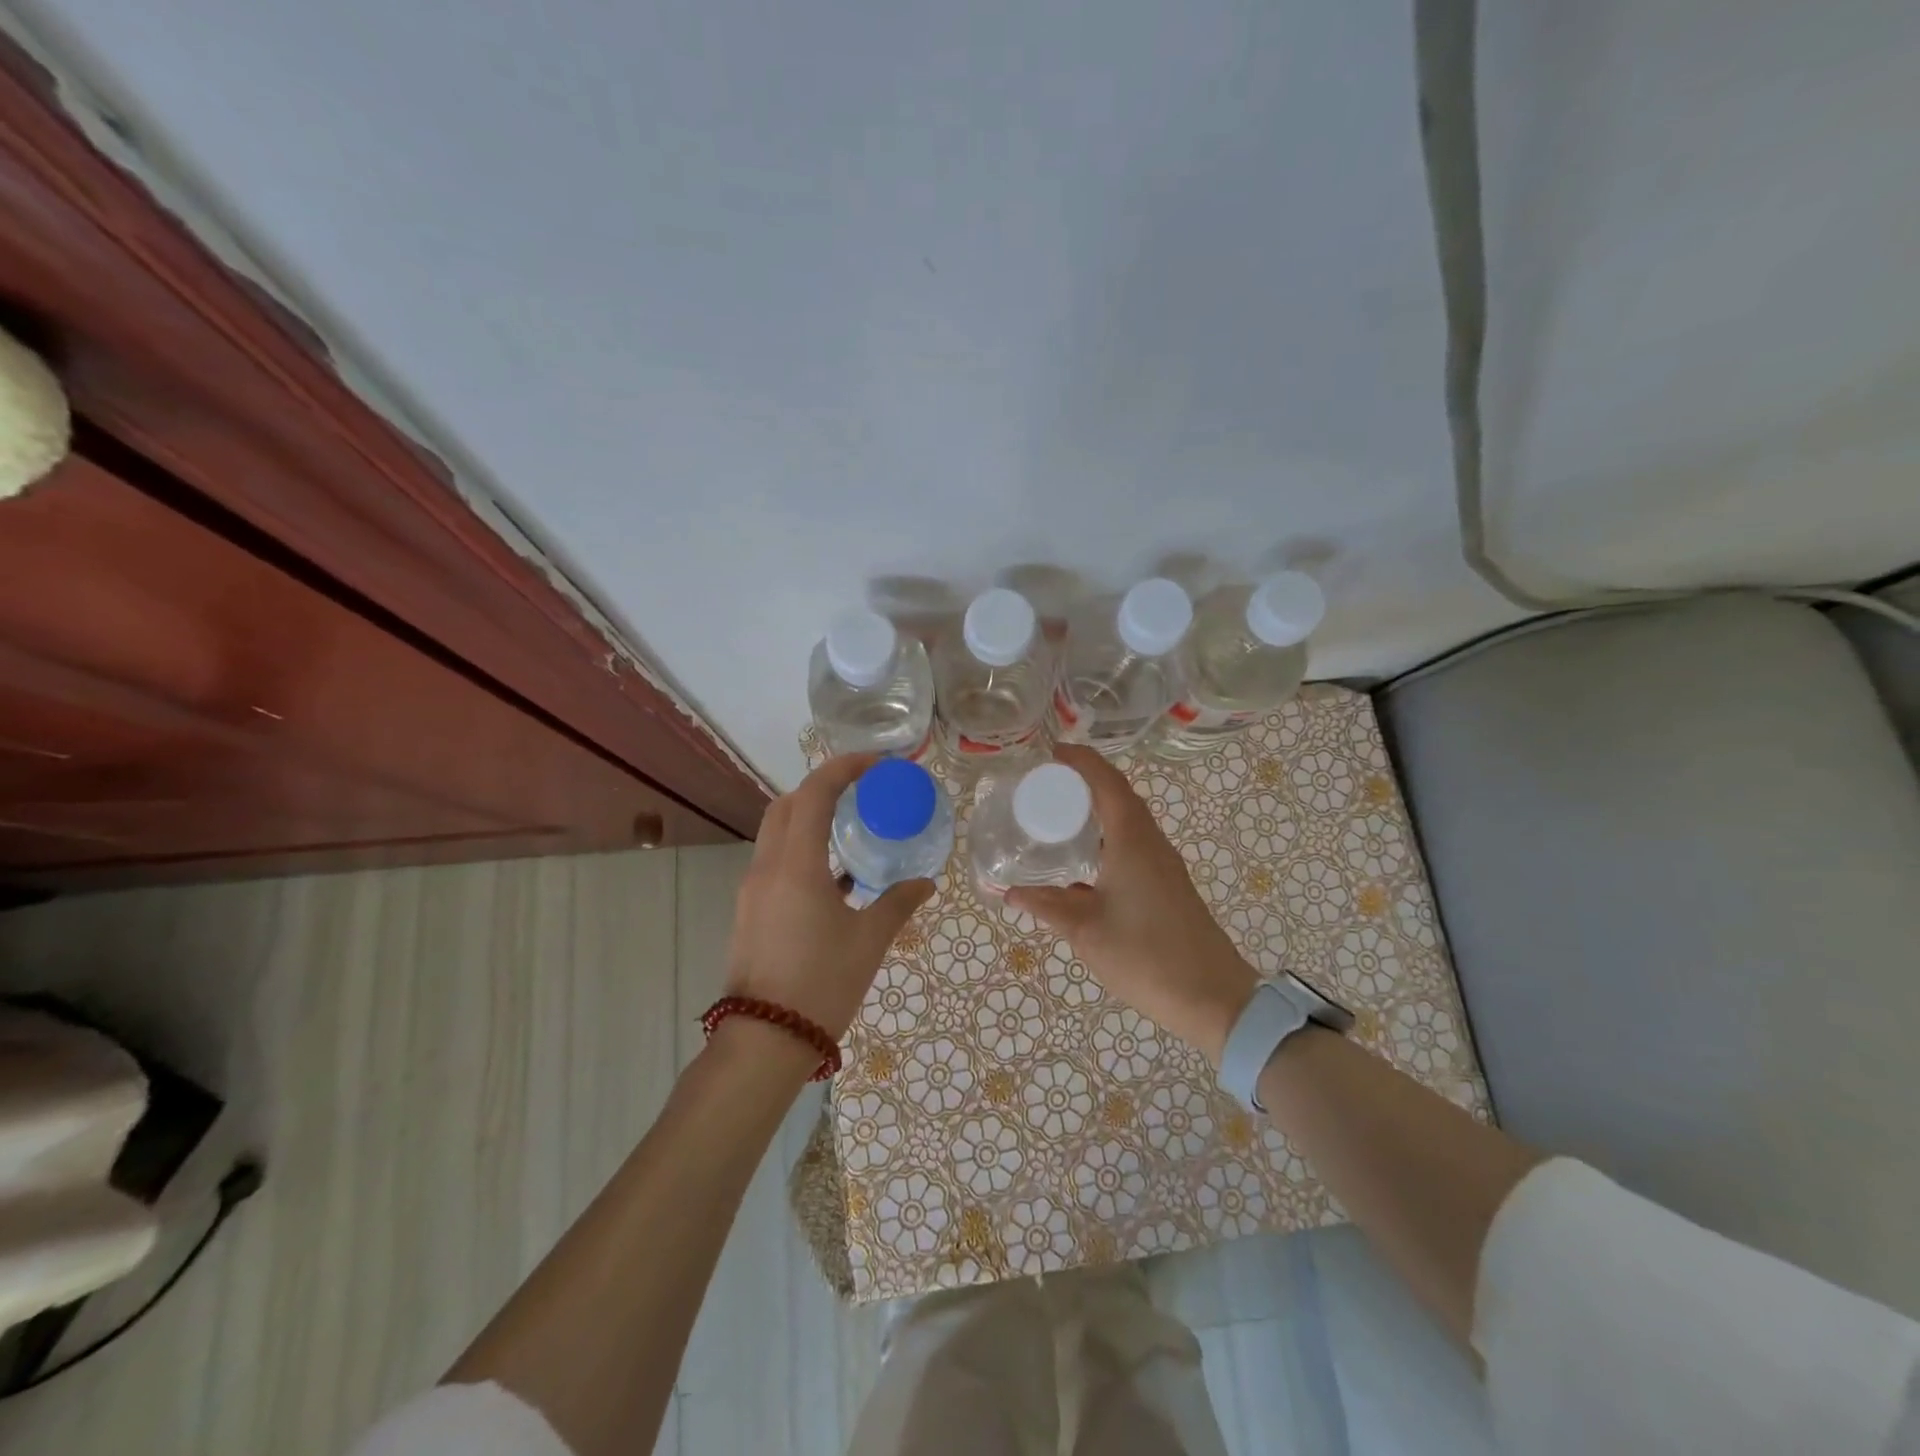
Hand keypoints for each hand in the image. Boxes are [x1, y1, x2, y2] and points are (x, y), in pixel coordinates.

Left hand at [724, 754, 934, 1039]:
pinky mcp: (751, 910)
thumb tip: (926, 882)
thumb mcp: (869, 940)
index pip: (813, 794)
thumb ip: (899, 902)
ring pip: (776, 832)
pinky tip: (836, 873)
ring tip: (852, 826)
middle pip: (787, 805)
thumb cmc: (822, 983)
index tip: (876, 763)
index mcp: (795, 865)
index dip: (843, 768)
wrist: (766, 1040)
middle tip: (861, 789)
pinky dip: (802, 848)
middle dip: (821, 787)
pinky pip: (776, 860)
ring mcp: (753, 889)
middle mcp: (767, 867)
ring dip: (809, 817)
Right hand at [1008, 745, 1258, 1063]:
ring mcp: (1163, 863)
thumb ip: (1046, 906)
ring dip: (1098, 809)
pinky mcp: (1167, 884)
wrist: (1213, 997)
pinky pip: (1134, 843)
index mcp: (1132, 840)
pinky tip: (1084, 860)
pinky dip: (1107, 836)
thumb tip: (1008, 892)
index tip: (1051, 753)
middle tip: (1045, 785)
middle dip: (1085, 781)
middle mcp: (1151, 842)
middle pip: (1119, 795)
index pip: (1106, 781)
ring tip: (1059, 816)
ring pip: (1128, 820)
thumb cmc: (1145, 955)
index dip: (1080, 760)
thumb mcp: (1085, 930)